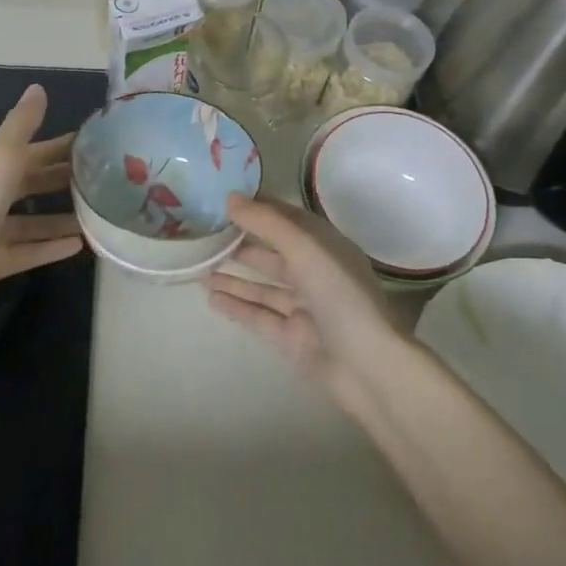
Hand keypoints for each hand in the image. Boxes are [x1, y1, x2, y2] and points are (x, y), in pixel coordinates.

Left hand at [0, 85, 85, 333]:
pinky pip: (29, 251)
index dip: (59, 146)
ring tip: (98, 216)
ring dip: (62, 217)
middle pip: (32, 184)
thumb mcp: (1, 160)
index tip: (94, 144)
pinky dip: (52, 247)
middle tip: (103, 180)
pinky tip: (80, 245)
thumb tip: (38, 88)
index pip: (31, 152)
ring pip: (33, 221)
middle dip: (62, 180)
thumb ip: (21, 126)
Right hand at [205, 194, 405, 412]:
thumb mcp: (305, 249)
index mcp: (326, 248)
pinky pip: (259, 316)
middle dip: (241, 244)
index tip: (223, 202)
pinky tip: (210, 297)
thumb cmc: (340, 296)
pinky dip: (236, 306)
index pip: (288, 221)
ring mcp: (304, 308)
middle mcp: (316, 274)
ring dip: (233, 277)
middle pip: (273, 254)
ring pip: (263, 287)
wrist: (367, 367)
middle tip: (204, 236)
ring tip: (199, 268)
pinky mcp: (292, 338)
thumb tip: (230, 198)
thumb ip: (267, 223)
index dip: (259, 210)